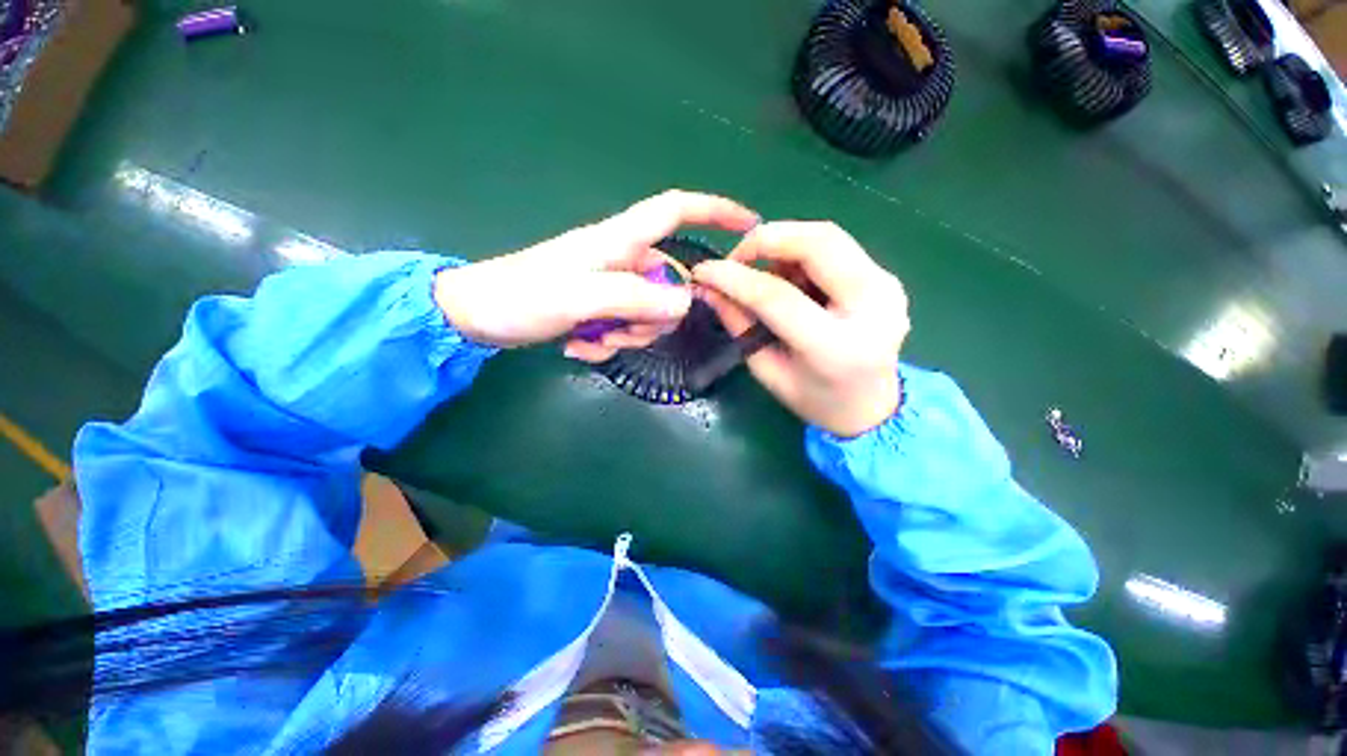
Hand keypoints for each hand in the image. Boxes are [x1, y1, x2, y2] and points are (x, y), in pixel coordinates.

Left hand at [434, 191, 758, 359]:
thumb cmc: (518, 296)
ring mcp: (610, 285)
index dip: (714, 211)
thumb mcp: (577, 298)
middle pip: (668, 283)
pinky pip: (625, 326)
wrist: (475, 315)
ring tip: (590, 342)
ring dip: (627, 336)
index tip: (749, 226)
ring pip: (649, 312)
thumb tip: (683, 303)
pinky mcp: (599, 306)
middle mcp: (621, 259)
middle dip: (652, 317)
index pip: (675, 210)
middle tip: (618, 334)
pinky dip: (609, 343)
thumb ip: (631, 298)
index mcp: (618, 241)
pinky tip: (579, 348)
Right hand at [692, 222, 906, 436]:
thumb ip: (740, 326)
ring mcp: (887, 286)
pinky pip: (836, 247)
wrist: (872, 407)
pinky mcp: (887, 277)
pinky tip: (790, 277)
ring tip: (763, 272)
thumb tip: (709, 288)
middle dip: (766, 239)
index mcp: (836, 347)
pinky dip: (802, 252)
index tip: (703, 271)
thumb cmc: (815, 400)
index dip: (735, 278)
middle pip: (817, 243)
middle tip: (735, 258)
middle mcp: (873, 308)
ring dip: (784, 244)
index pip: (778, 296)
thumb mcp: (768, 371)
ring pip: (827, 236)